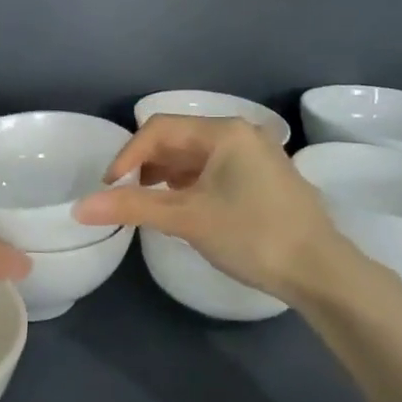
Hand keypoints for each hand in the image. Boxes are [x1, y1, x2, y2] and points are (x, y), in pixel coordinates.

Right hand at [73, 115, 379, 307]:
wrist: (322, 271)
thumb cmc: (252, 235)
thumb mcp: (187, 219)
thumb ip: (132, 207)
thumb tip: (80, 208)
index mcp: (223, 132)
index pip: (158, 129)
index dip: (127, 155)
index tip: (109, 189)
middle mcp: (241, 134)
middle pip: (177, 139)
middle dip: (146, 165)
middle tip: (127, 196)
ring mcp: (257, 155)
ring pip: (196, 156)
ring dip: (167, 175)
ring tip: (151, 204)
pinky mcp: (265, 178)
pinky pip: (215, 170)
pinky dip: (191, 184)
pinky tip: (184, 209)